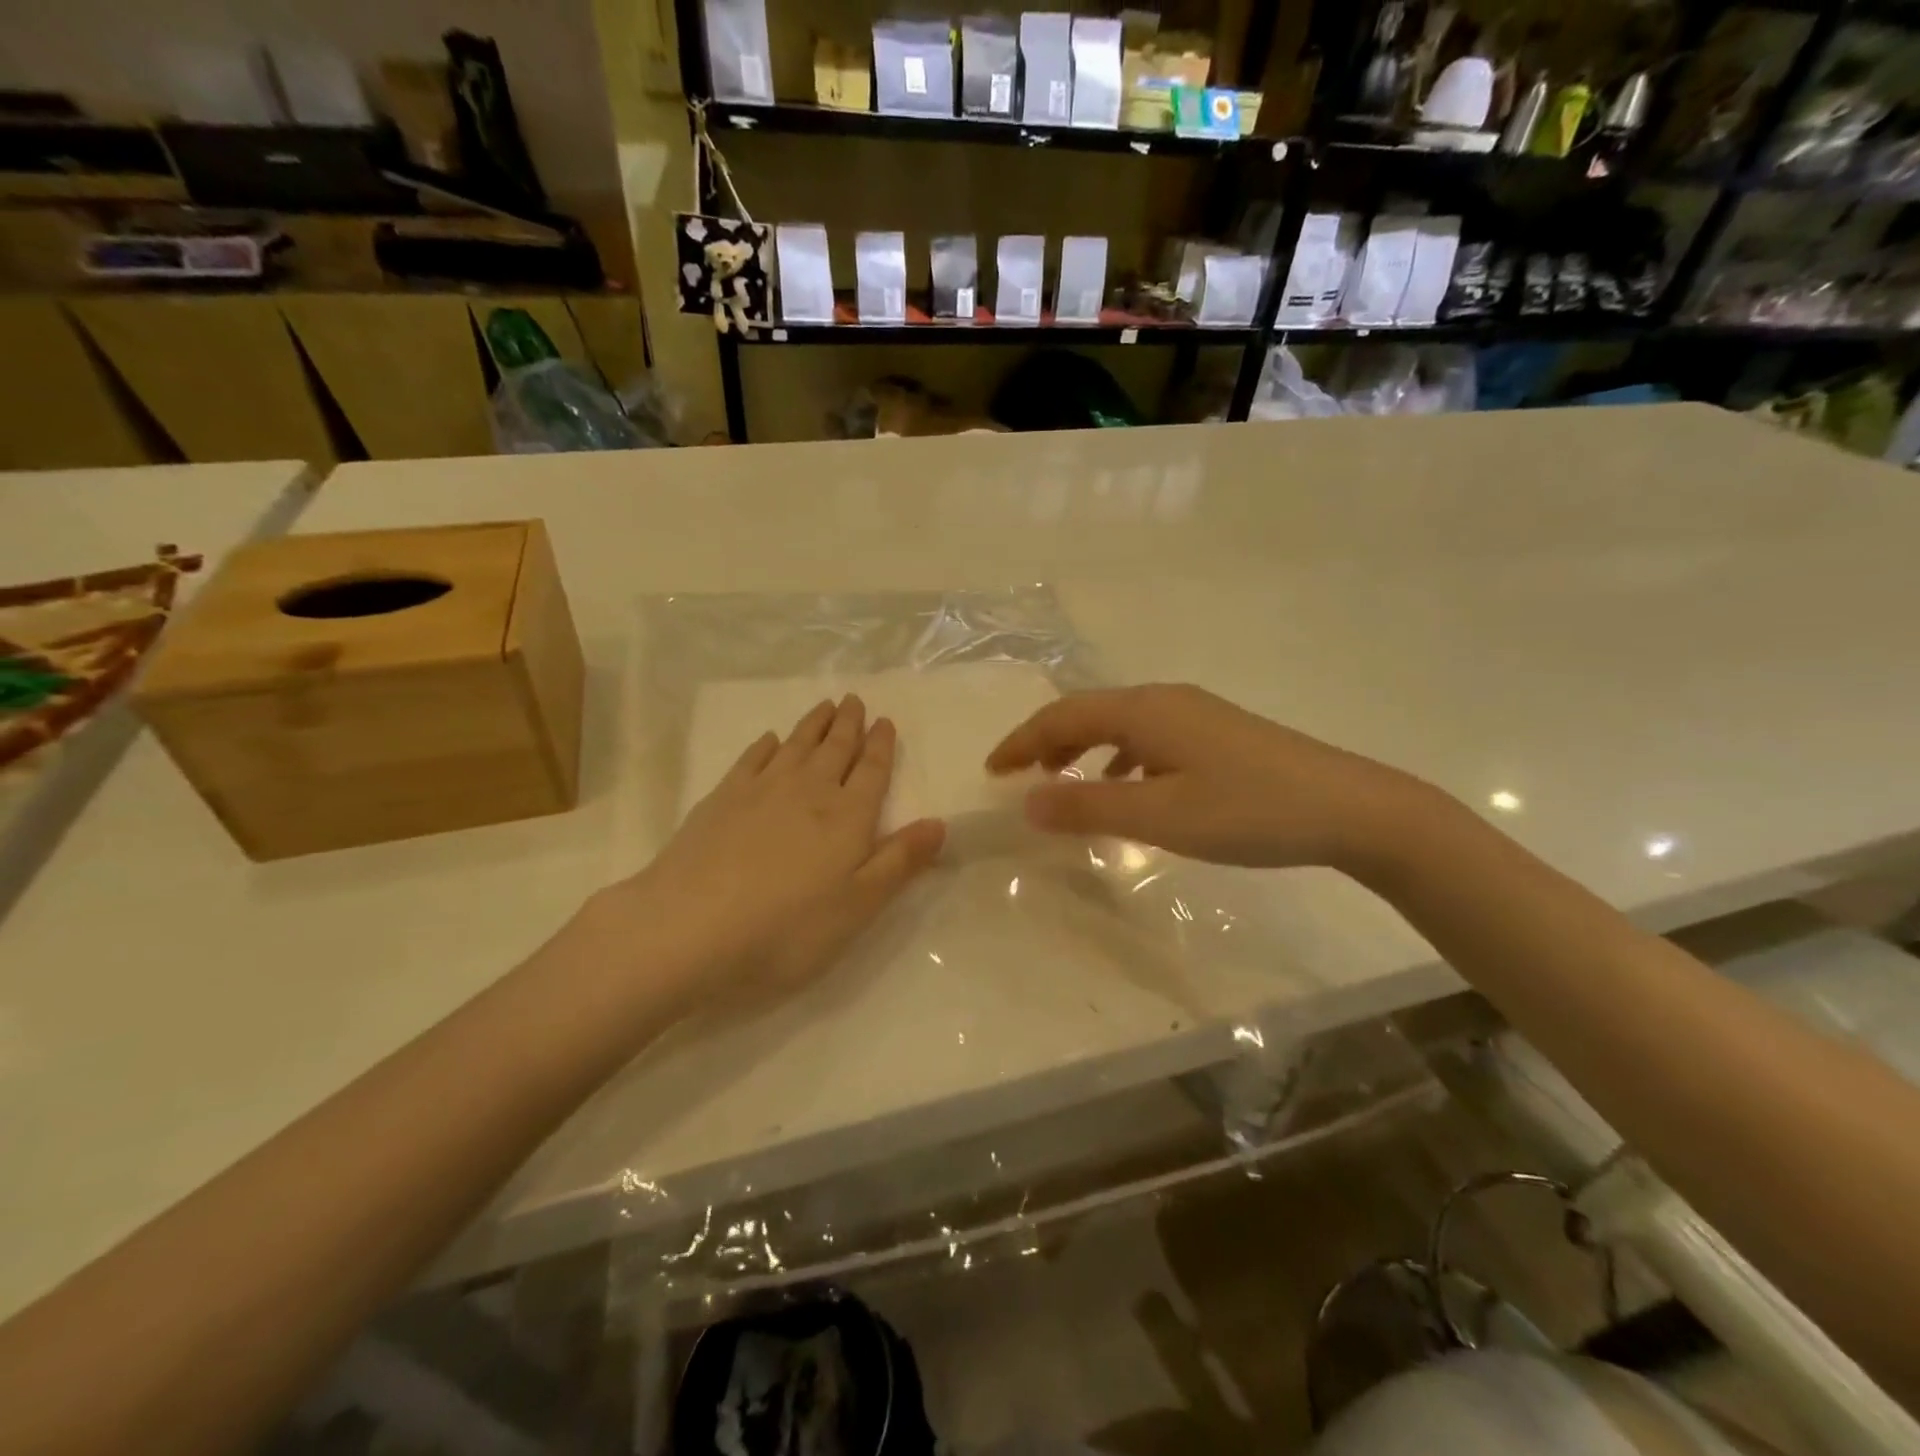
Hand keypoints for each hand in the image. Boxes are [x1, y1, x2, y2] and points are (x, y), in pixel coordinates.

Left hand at [578, 696, 943, 1011]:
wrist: (689, 928)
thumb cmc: (786, 928)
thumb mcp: (858, 906)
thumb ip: (900, 862)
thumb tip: (940, 823)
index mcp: (847, 818)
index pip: (872, 771)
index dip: (881, 746)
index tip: (885, 720)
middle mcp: (808, 792)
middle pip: (835, 749)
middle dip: (849, 724)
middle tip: (855, 699)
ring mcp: (761, 790)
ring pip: (796, 746)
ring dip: (814, 725)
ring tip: (826, 706)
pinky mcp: (721, 799)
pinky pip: (753, 759)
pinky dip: (766, 745)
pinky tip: (770, 740)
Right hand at [986, 683, 1432, 875]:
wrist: (1349, 808)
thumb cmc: (1247, 811)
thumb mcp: (1160, 816)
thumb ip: (1089, 807)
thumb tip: (1027, 802)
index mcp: (1145, 710)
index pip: (1063, 715)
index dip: (1022, 741)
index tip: (992, 771)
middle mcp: (1165, 700)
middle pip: (1088, 712)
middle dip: (1047, 742)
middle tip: (1018, 776)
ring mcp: (1196, 714)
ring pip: (1119, 723)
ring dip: (1083, 748)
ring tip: (1063, 781)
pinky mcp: (1218, 734)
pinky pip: (1149, 737)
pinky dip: (1120, 757)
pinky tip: (1128, 785)